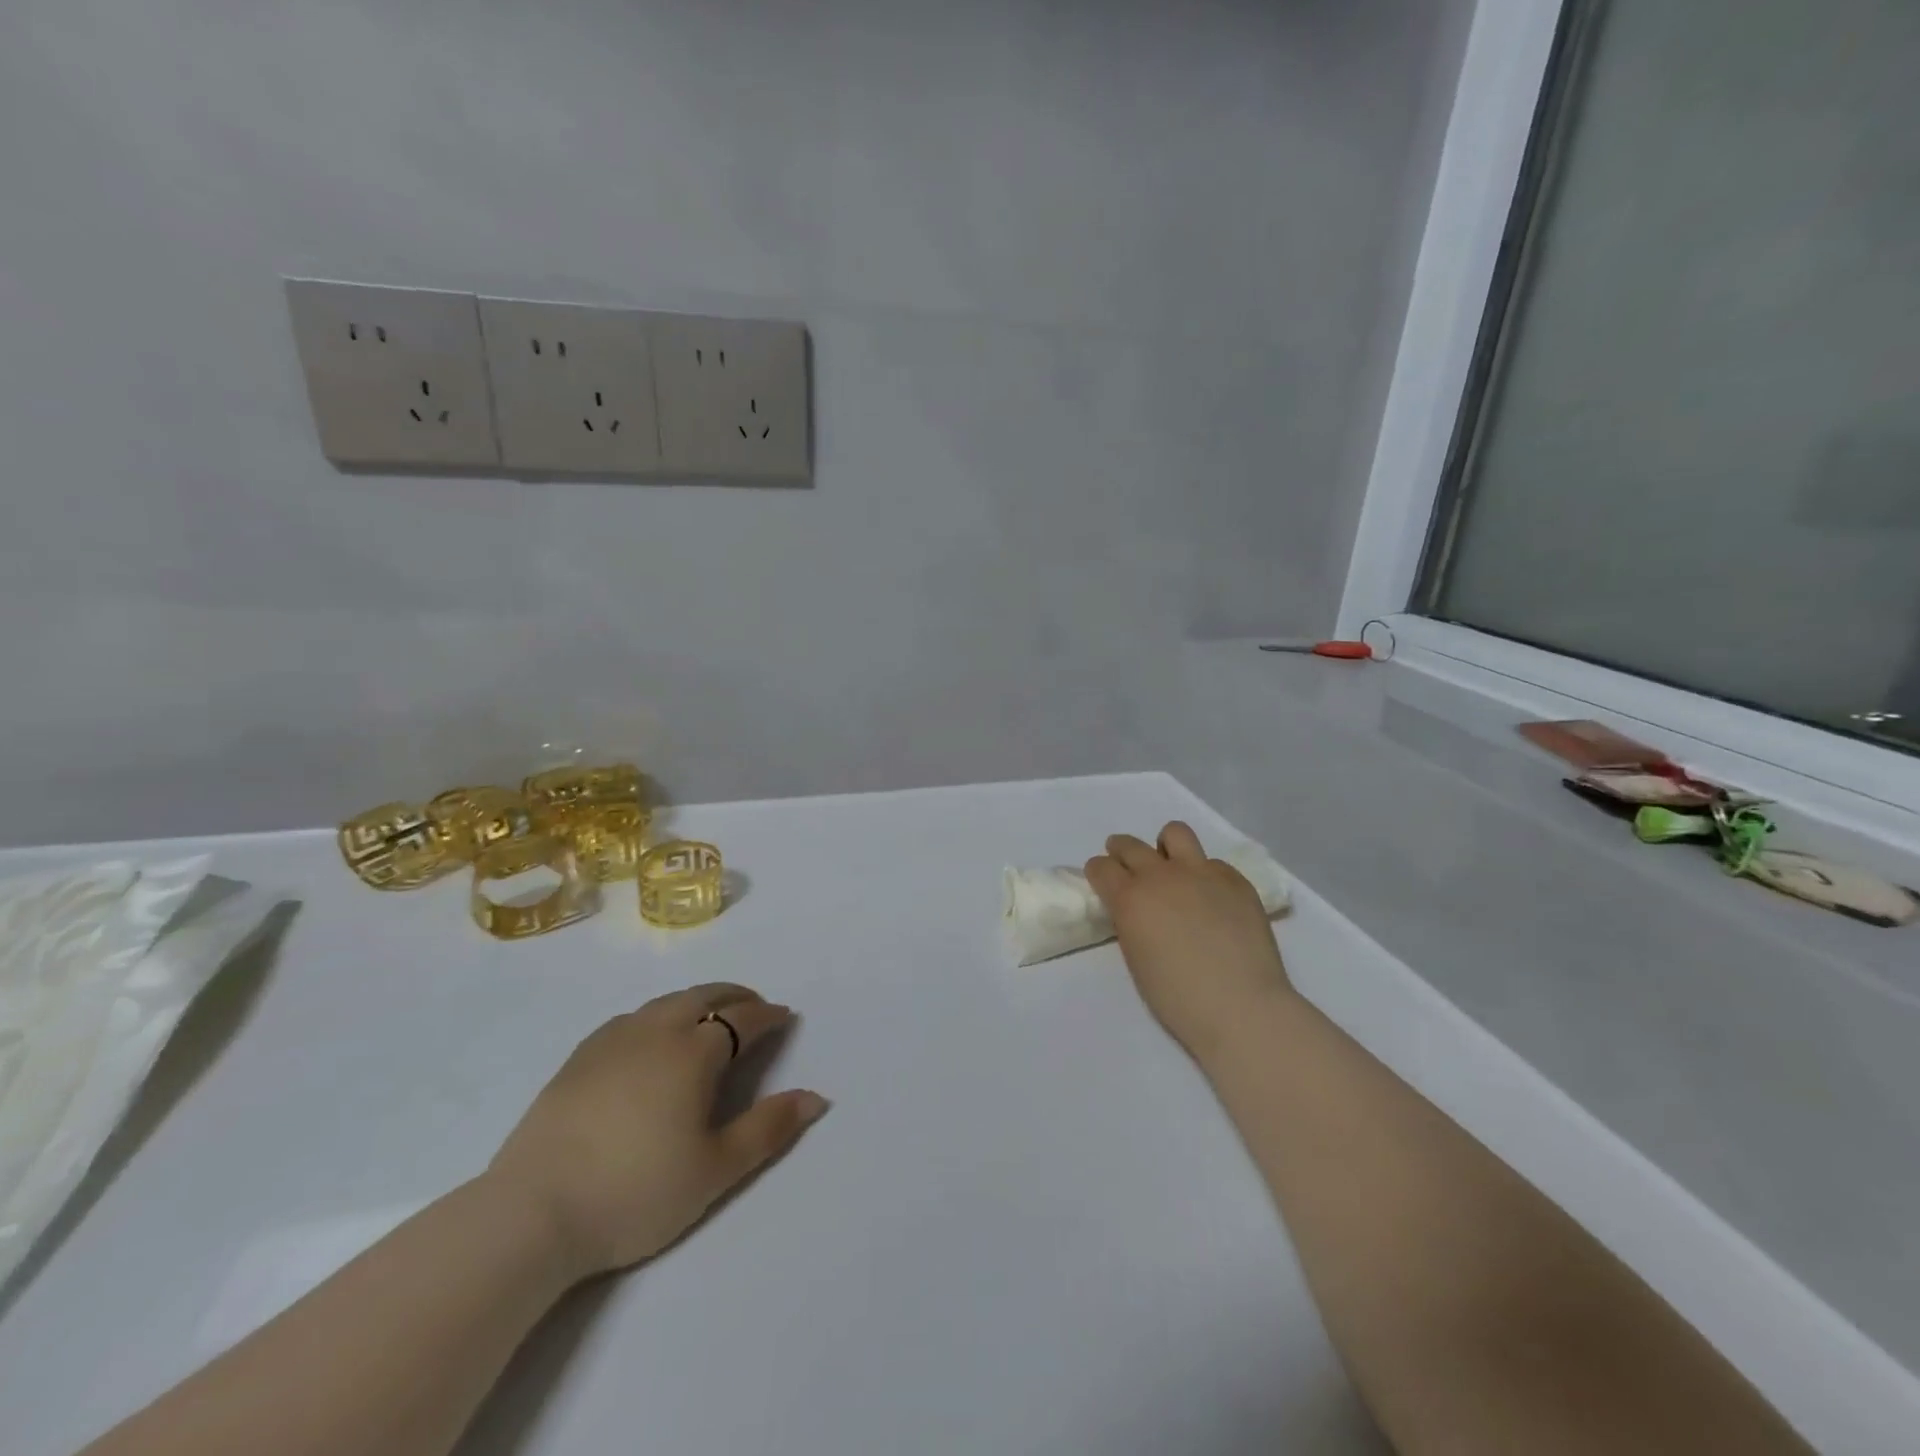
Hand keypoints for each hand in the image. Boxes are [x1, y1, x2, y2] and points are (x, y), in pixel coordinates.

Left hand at [485, 984, 828, 1280]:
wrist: (530, 1215)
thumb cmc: (635, 1192)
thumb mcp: (715, 1170)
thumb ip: (769, 1129)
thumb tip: (817, 1097)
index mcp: (693, 1052)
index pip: (742, 1018)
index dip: (768, 1016)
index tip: (784, 1018)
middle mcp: (655, 1031)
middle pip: (704, 996)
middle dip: (736, 996)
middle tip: (754, 1007)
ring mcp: (612, 1041)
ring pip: (666, 1003)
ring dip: (698, 1001)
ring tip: (710, 1018)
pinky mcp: (579, 1058)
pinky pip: (632, 1018)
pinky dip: (659, 1015)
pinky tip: (653, 1038)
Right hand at [1086, 822, 1293, 1061]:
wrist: (1241, 1006)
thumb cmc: (1178, 998)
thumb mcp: (1136, 958)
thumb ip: (1130, 922)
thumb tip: (1136, 910)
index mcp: (1130, 898)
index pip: (1101, 867)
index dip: (1099, 873)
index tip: (1103, 881)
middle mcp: (1161, 875)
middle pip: (1129, 845)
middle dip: (1121, 852)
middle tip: (1128, 868)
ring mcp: (1201, 872)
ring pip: (1174, 833)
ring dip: (1166, 847)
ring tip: (1172, 868)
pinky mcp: (1235, 880)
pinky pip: (1213, 864)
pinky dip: (1206, 875)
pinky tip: (1213, 900)